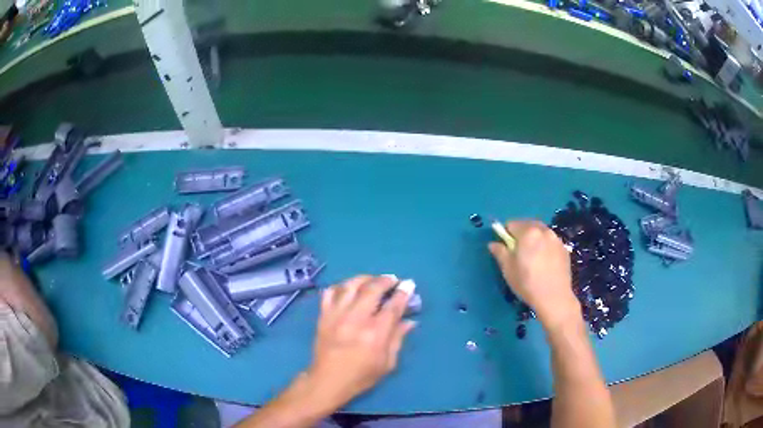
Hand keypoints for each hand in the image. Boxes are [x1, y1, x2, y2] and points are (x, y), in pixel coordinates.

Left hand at [306, 275, 416, 411]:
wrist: (328, 380)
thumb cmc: (362, 375)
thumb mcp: (388, 363)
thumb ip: (398, 339)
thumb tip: (409, 321)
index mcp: (375, 333)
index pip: (392, 306)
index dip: (403, 293)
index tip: (409, 284)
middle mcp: (356, 319)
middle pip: (372, 289)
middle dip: (385, 280)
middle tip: (392, 280)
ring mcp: (337, 315)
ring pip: (350, 286)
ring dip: (364, 278)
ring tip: (372, 280)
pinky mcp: (323, 316)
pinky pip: (330, 293)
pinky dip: (340, 287)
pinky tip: (348, 290)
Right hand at [488, 220, 580, 332]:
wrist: (554, 297)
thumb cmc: (527, 283)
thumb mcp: (508, 269)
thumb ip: (500, 252)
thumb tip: (493, 243)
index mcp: (527, 232)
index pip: (511, 224)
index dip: (506, 235)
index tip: (506, 248)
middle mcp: (543, 230)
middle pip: (527, 224)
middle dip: (521, 234)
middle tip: (519, 253)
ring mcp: (556, 238)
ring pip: (540, 232)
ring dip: (534, 238)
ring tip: (533, 257)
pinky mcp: (564, 248)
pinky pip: (551, 241)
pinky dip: (545, 246)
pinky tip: (544, 262)